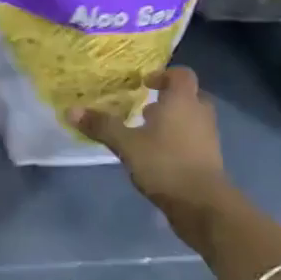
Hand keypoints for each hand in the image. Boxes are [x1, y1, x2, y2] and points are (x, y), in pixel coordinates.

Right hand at [70, 67, 232, 234]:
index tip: (144, 84)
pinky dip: (178, 141)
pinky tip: (157, 155)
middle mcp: (200, 114)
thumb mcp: (127, 144)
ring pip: (192, 119)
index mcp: (182, 101)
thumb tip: (70, 110)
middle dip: (169, 100)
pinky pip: (194, 140)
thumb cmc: (165, 163)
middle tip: (146, 107)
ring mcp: (209, 138)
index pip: (181, 74)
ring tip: (147, 132)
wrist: (203, 205)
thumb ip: (102, 125)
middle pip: (190, 96)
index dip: (164, 75)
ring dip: (173, 121)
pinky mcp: (210, 160)